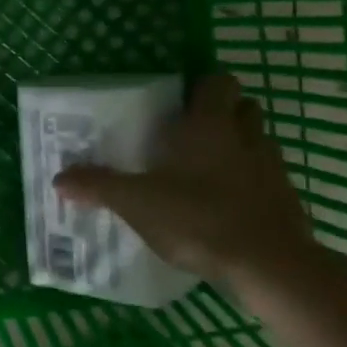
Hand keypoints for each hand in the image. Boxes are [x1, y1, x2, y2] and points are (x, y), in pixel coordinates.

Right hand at [54, 72, 322, 304]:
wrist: (268, 265)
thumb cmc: (199, 218)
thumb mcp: (137, 203)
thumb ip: (99, 187)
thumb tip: (59, 178)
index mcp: (210, 124)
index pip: (218, 81)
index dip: (203, 85)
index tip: (181, 101)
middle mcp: (245, 136)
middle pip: (244, 107)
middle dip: (223, 114)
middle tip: (191, 134)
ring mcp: (272, 168)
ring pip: (258, 142)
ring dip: (239, 149)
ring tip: (208, 172)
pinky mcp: (287, 200)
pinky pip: (268, 180)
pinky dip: (251, 185)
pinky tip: (228, 208)